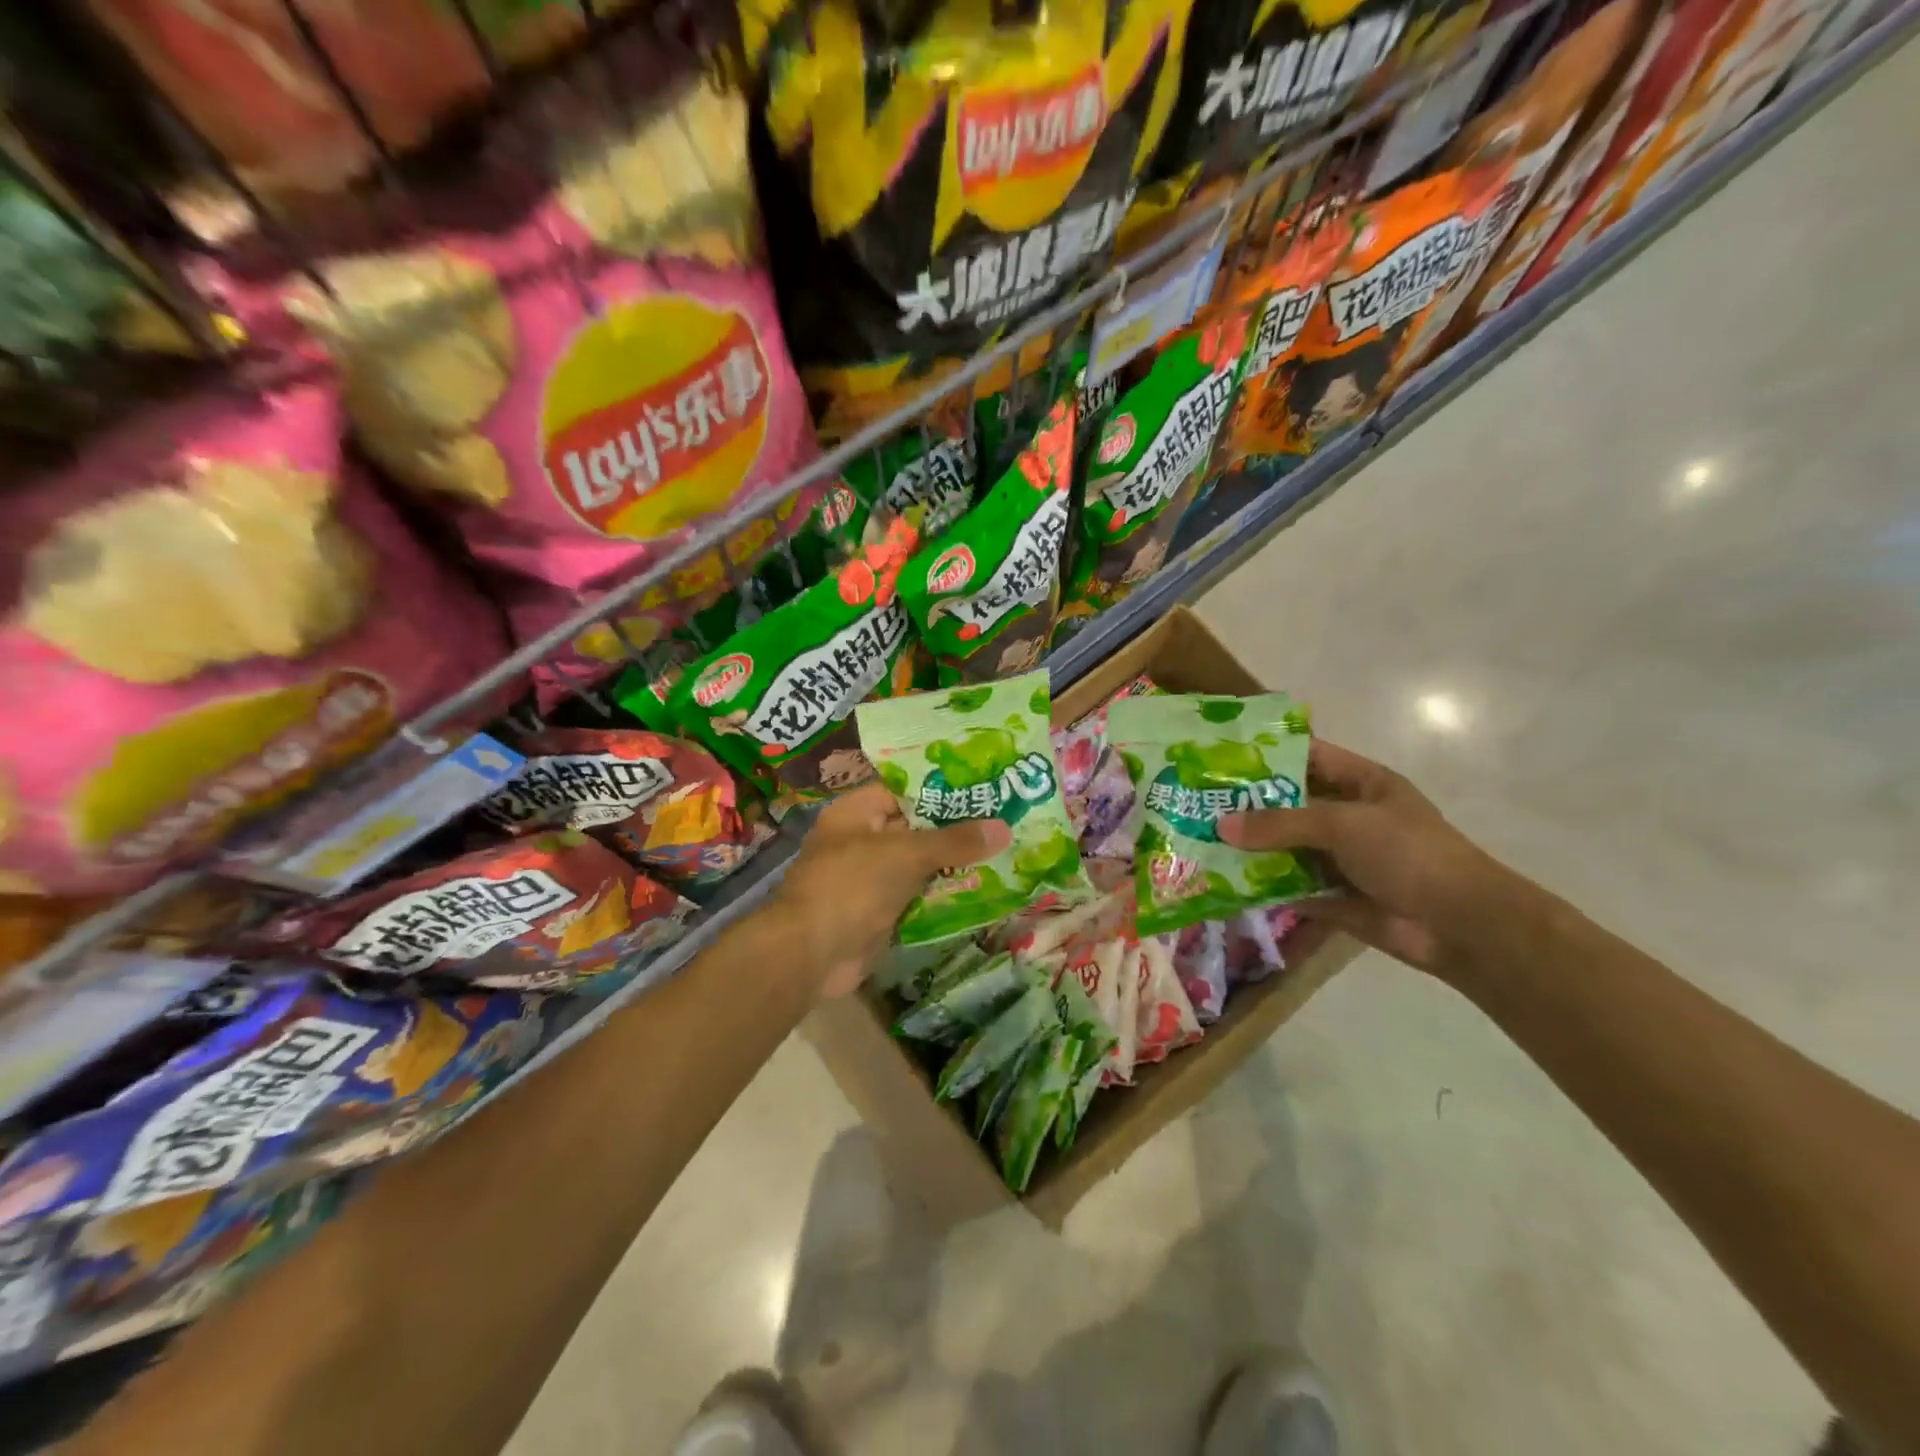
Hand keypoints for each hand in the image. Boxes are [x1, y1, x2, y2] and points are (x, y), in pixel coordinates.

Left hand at [769, 784, 1009, 998]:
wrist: (810, 955)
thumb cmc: (851, 886)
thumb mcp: (905, 854)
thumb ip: (953, 841)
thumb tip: (1004, 827)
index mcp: (856, 812)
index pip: (905, 789)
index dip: (943, 788)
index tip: (984, 787)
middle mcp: (861, 840)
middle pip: (915, 827)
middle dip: (956, 828)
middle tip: (1005, 819)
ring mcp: (870, 878)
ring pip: (919, 864)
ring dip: (954, 863)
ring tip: (1004, 851)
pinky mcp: (880, 912)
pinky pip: (918, 895)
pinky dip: (943, 894)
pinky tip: (983, 888)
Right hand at [1220, 740, 1525, 974]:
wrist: (1459, 926)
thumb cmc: (1408, 854)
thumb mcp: (1343, 825)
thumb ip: (1281, 824)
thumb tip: (1221, 827)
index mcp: (1360, 784)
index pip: (1307, 756)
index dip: (1266, 753)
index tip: (1219, 755)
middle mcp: (1346, 816)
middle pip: (1288, 803)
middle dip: (1246, 804)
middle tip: (1195, 800)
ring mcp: (1338, 857)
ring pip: (1283, 846)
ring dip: (1248, 846)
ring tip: (1197, 839)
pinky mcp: (1330, 895)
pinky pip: (1287, 885)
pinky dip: (1259, 885)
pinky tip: (1220, 880)